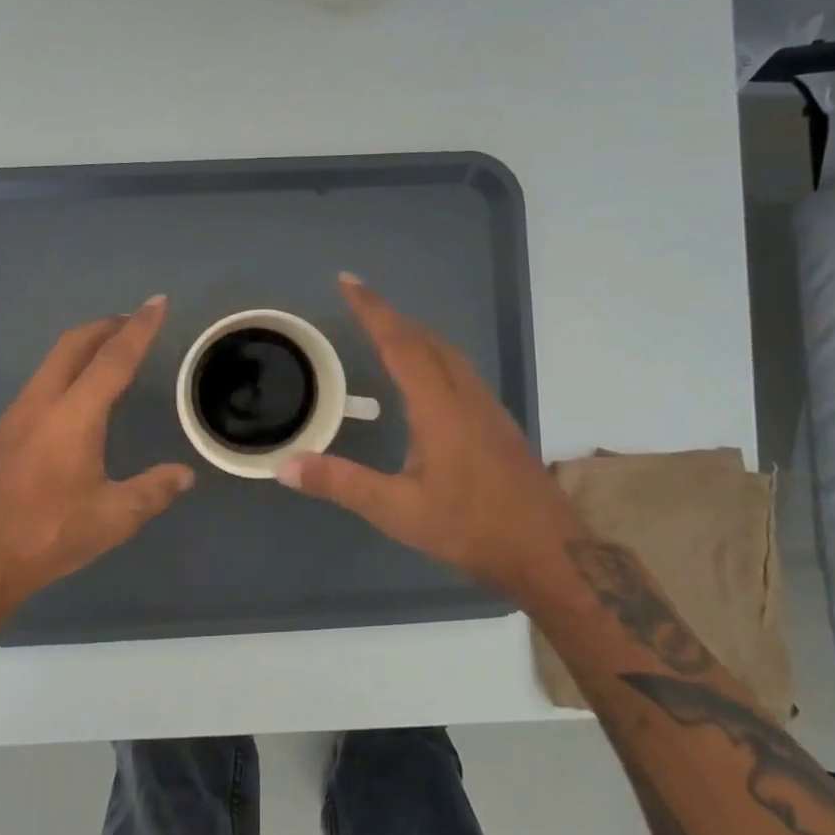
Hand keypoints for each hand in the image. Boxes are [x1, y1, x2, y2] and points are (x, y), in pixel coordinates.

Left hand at [0, 296, 194, 616]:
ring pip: (50, 363)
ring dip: (82, 349)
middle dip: (106, 326)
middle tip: (133, 322)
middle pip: (73, 345)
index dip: (139, 328)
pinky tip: (74, 402)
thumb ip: (152, 491)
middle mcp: (40, 403)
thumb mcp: (112, 519)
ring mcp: (13, 416)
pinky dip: (64, 374)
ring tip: (109, 357)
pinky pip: (38, 386)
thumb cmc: (46, 536)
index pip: (113, 359)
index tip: (157, 302)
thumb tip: (185, 474)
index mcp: (73, 416)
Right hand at [277, 275, 581, 596]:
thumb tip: (284, 465)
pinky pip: (460, 371)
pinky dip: (433, 356)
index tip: (348, 281)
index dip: (372, 309)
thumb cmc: (472, 529)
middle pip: (426, 340)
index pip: (401, 343)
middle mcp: (466, 396)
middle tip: (359, 303)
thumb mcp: (397, 511)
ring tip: (386, 331)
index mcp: (440, 407)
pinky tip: (425, 380)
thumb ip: (341, 483)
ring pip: (448, 354)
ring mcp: (488, 409)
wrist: (550, 553)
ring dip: (414, 334)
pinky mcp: (498, 425)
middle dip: (391, 316)